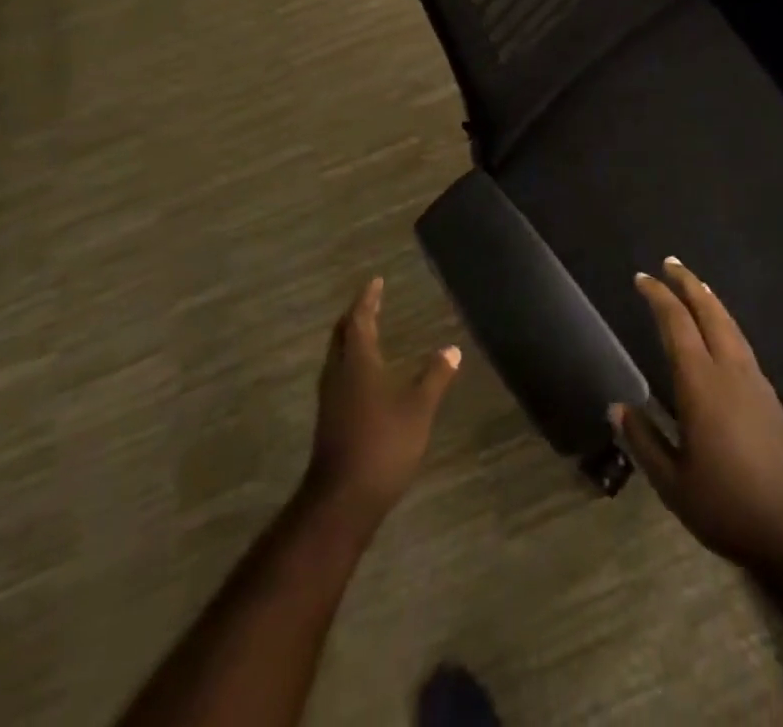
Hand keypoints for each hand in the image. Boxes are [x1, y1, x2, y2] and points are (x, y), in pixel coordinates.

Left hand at [304, 278, 459, 528]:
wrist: (342, 500)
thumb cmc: (382, 444)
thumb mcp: (419, 408)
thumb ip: (435, 376)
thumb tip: (452, 348)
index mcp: (357, 361)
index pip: (360, 319)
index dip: (368, 299)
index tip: (375, 281)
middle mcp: (338, 373)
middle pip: (342, 334)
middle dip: (356, 315)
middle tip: (371, 302)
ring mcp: (330, 398)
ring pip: (337, 355)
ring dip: (351, 338)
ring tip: (368, 331)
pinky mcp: (330, 419)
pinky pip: (339, 375)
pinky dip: (352, 361)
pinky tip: (365, 374)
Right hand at [612, 258, 782, 577]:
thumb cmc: (728, 508)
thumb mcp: (673, 484)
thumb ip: (643, 441)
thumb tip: (617, 407)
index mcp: (702, 385)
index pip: (676, 324)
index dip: (658, 297)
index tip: (641, 278)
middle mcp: (731, 372)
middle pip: (710, 312)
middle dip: (689, 283)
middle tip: (670, 263)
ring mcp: (757, 383)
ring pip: (731, 326)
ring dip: (710, 300)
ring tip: (696, 285)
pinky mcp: (773, 398)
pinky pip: (743, 345)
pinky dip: (726, 324)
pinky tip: (722, 334)